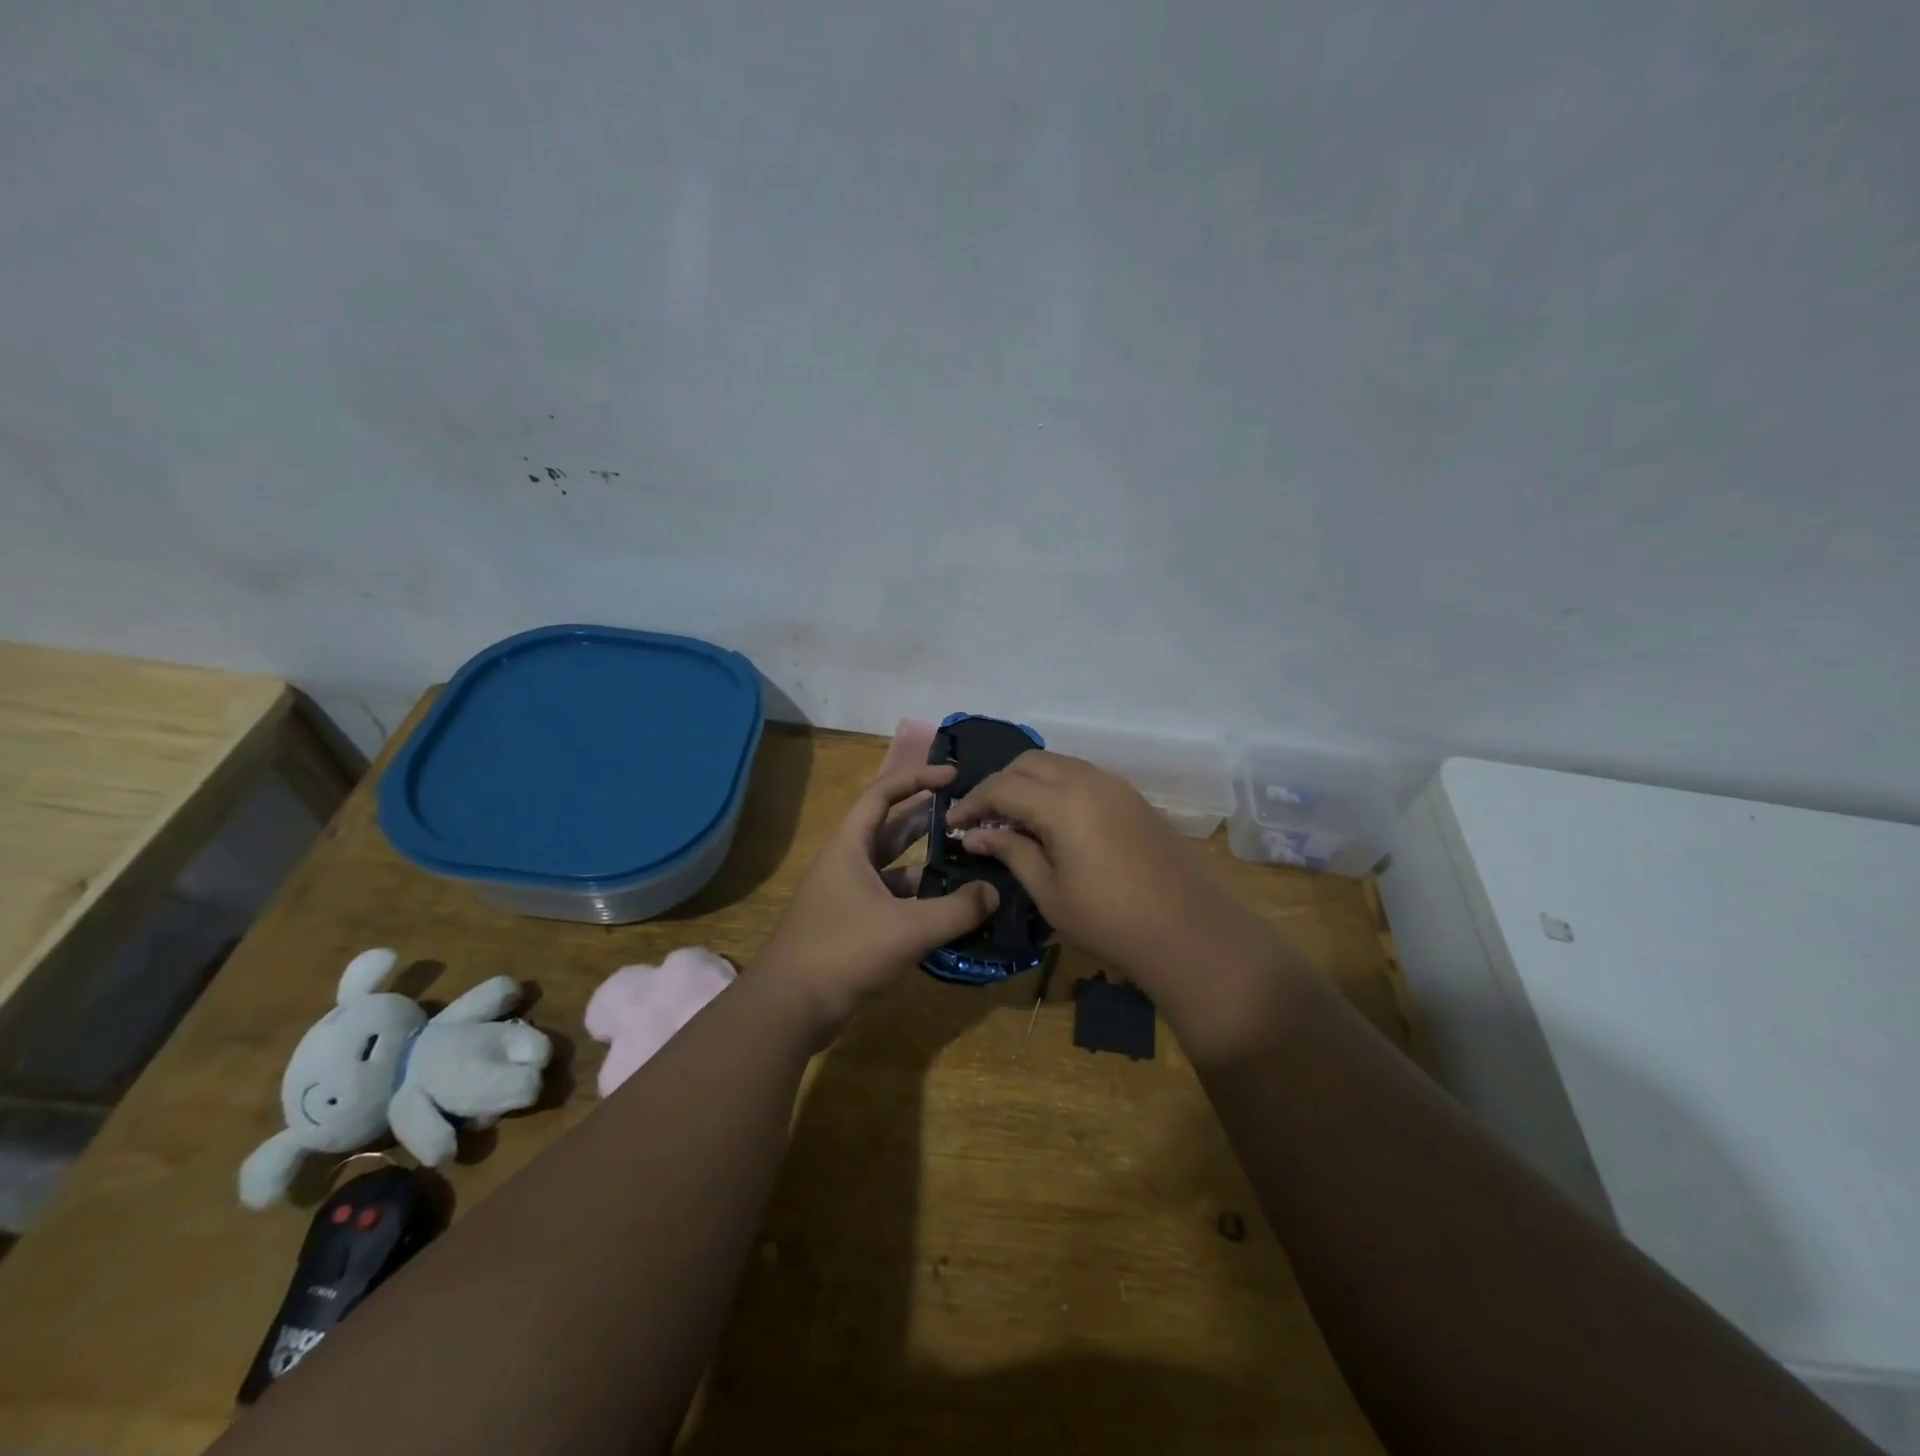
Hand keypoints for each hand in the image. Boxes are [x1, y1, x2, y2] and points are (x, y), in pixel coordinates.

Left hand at [757, 764, 998, 1036]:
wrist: (790, 1007)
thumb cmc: (845, 950)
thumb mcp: (908, 928)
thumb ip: (956, 910)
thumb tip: (994, 893)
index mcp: (850, 846)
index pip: (883, 793)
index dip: (917, 778)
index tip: (953, 776)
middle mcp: (847, 864)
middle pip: (891, 829)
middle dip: (929, 821)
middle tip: (969, 819)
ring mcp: (848, 896)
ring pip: (894, 869)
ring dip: (927, 865)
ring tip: (969, 865)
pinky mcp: (852, 926)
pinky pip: (892, 901)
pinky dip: (918, 901)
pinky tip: (948, 912)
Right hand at [947, 753, 1284, 1019]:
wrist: (1188, 930)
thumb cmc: (1109, 920)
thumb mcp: (1049, 892)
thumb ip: (1010, 852)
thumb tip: (974, 835)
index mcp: (1062, 803)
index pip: (1002, 787)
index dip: (972, 802)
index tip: (953, 824)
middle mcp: (1088, 780)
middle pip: (1029, 762)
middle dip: (999, 784)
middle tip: (983, 818)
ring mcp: (1115, 785)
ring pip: (1058, 764)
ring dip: (1029, 782)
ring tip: (1014, 818)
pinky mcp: (1132, 797)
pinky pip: (1083, 776)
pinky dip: (1056, 787)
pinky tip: (1052, 820)